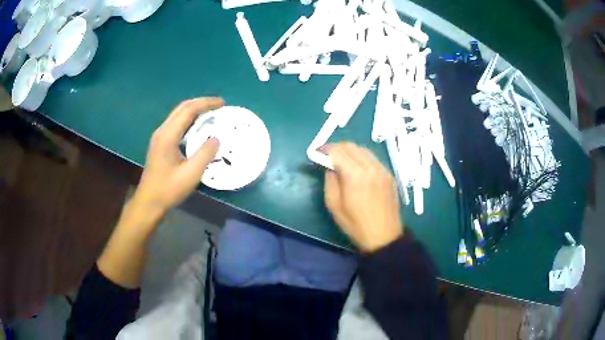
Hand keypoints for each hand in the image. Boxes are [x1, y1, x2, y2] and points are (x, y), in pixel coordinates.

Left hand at [131, 97, 223, 217]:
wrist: (149, 202)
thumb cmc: (168, 189)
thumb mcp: (190, 174)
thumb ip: (205, 154)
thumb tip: (216, 139)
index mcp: (168, 135)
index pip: (188, 110)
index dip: (206, 104)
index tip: (222, 104)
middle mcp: (162, 131)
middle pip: (182, 108)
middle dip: (201, 103)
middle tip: (219, 106)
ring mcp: (159, 137)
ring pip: (178, 115)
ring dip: (194, 111)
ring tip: (211, 114)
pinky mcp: (159, 144)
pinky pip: (175, 124)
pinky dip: (188, 120)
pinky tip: (197, 128)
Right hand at [324, 142, 402, 251]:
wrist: (384, 236)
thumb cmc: (355, 225)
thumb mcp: (334, 205)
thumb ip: (330, 181)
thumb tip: (329, 166)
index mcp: (355, 176)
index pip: (338, 151)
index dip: (325, 149)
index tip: (316, 152)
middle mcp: (370, 167)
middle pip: (350, 146)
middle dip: (336, 147)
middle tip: (327, 155)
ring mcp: (382, 169)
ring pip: (363, 149)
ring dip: (349, 150)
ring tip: (341, 159)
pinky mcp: (389, 174)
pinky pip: (372, 157)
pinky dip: (361, 156)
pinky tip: (356, 166)